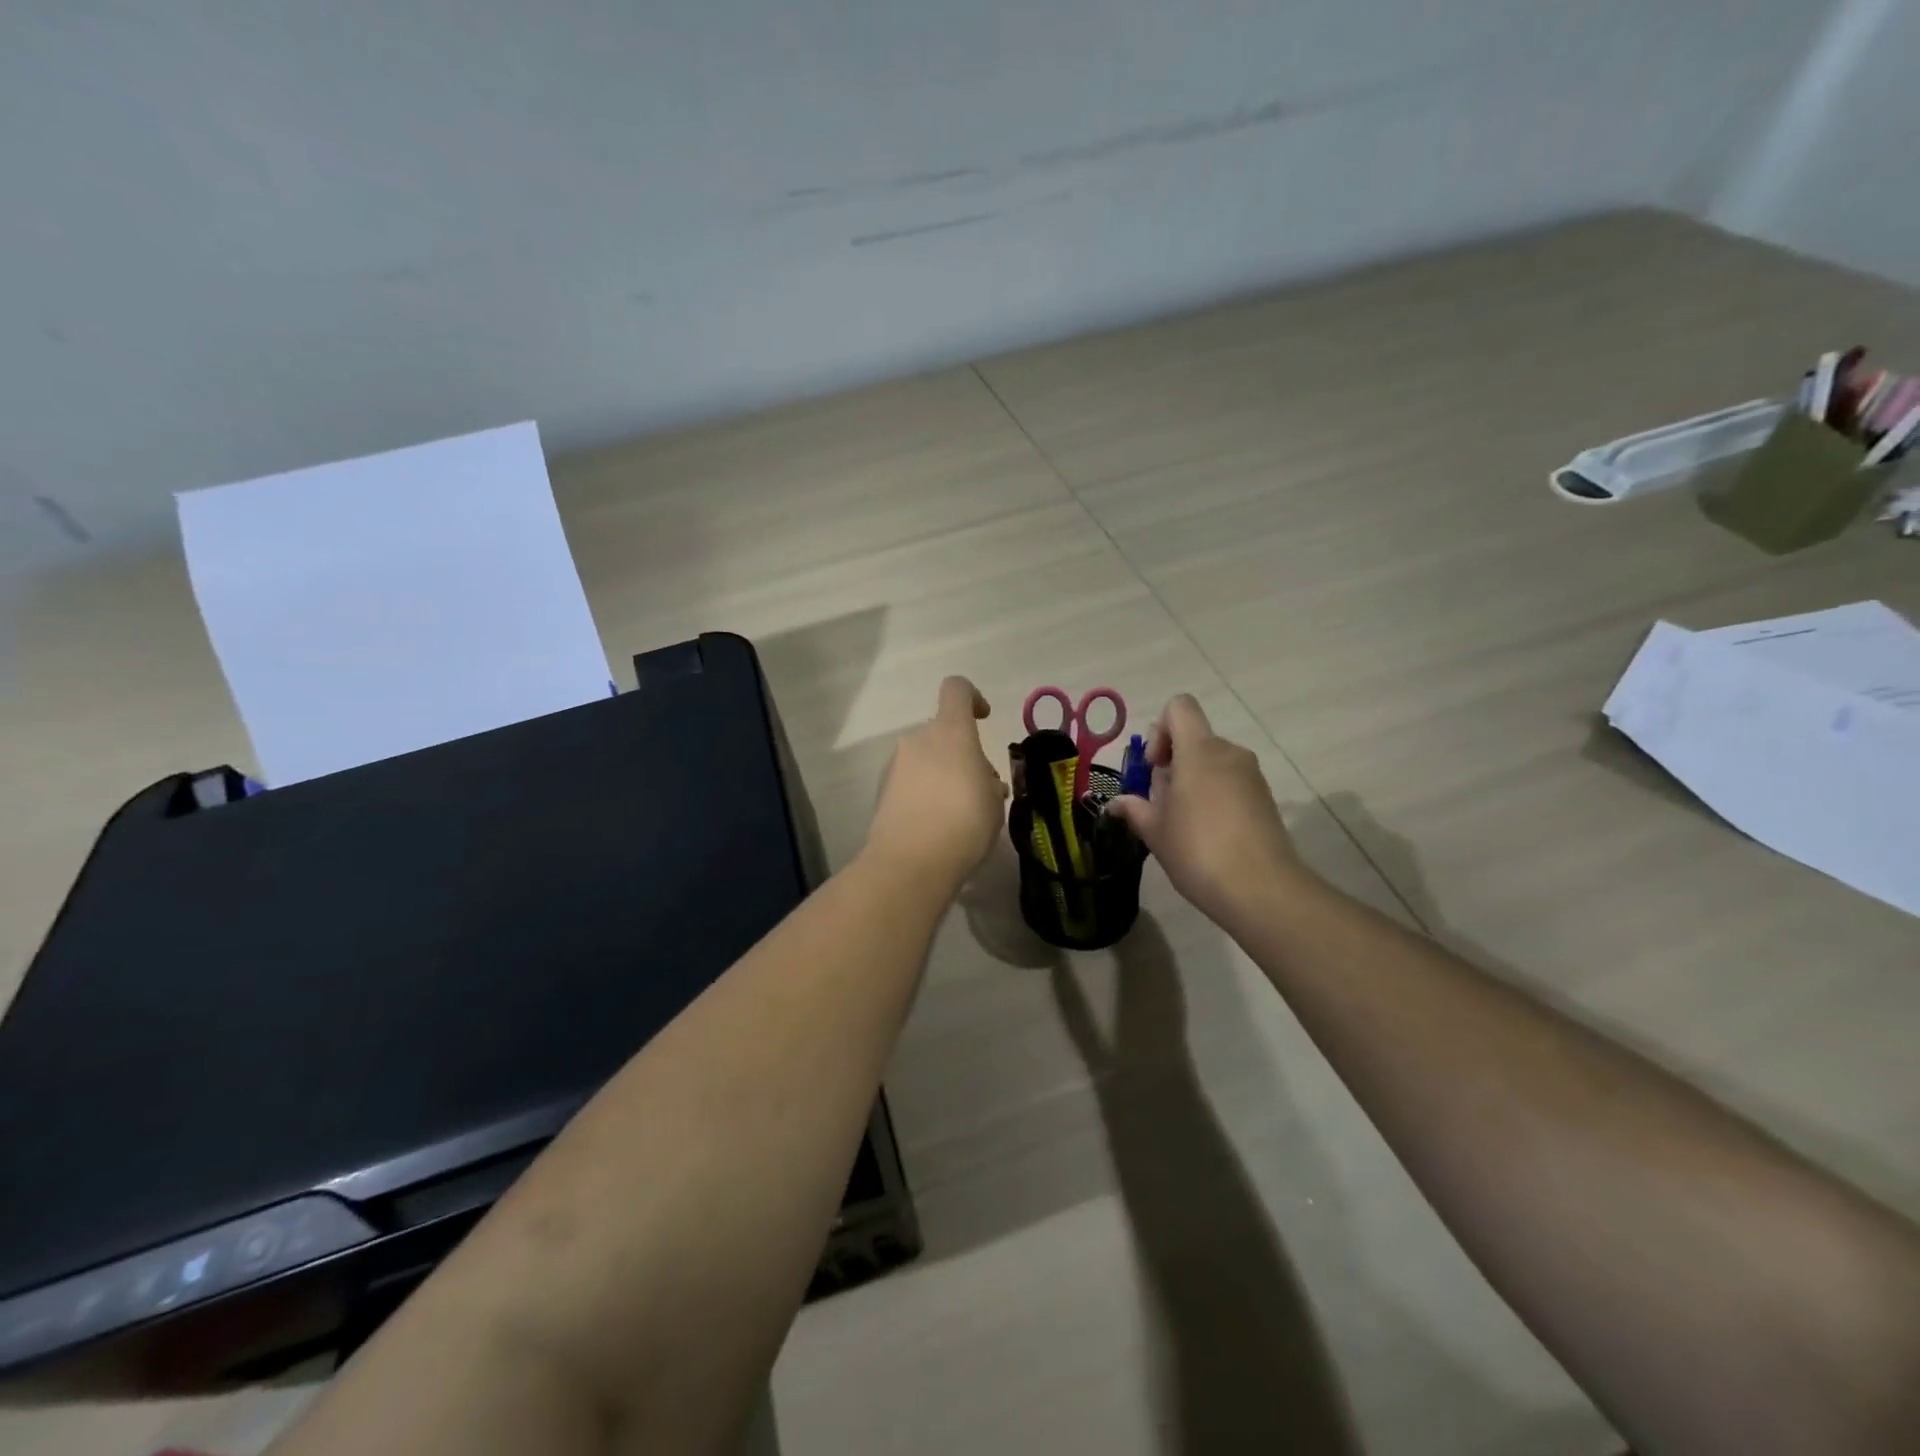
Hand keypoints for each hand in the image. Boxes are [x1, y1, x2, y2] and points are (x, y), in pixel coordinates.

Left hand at [864, 677, 1007, 889]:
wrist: (910, 863)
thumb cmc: (964, 824)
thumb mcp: (994, 802)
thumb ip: (989, 782)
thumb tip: (982, 780)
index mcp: (950, 732)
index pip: (957, 690)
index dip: (972, 698)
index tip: (983, 718)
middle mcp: (917, 740)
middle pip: (941, 732)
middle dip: (960, 753)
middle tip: (978, 788)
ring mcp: (894, 765)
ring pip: (924, 758)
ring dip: (941, 775)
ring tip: (958, 813)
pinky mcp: (881, 791)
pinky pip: (909, 782)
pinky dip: (923, 794)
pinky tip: (935, 825)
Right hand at [1104, 695, 1307, 924]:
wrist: (1261, 889)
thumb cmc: (1197, 850)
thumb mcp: (1155, 831)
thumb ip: (1134, 809)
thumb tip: (1117, 804)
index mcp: (1199, 750)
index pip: (1179, 707)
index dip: (1160, 730)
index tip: (1155, 767)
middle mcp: (1229, 753)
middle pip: (1194, 738)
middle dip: (1173, 763)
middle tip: (1162, 804)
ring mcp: (1252, 775)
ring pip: (1213, 762)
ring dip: (1193, 781)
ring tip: (1184, 823)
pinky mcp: (1265, 798)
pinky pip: (1231, 782)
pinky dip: (1214, 796)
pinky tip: (1208, 834)